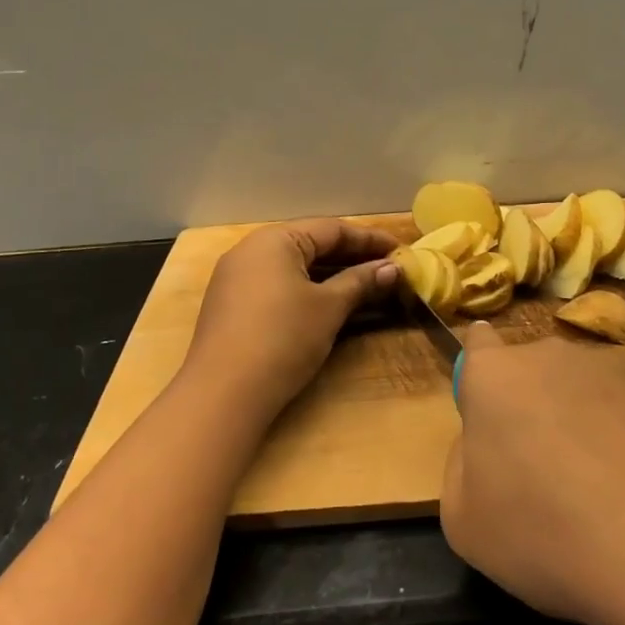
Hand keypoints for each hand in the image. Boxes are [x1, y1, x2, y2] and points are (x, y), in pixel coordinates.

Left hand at [182, 218, 400, 415]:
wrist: (223, 394)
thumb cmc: (283, 339)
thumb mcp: (329, 308)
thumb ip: (360, 282)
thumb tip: (392, 268)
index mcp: (274, 240)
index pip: (332, 229)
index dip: (369, 239)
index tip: (400, 250)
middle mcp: (251, 250)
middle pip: (311, 244)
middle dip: (351, 257)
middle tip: (388, 268)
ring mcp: (236, 278)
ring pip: (294, 266)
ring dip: (331, 274)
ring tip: (366, 286)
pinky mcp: (231, 305)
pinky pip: (277, 284)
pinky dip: (307, 289)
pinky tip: (329, 303)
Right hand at [441, 325, 624, 624]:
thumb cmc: (551, 536)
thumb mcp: (466, 523)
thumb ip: (461, 467)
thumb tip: (485, 446)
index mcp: (496, 375)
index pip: (476, 344)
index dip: (478, 379)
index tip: (488, 417)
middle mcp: (552, 356)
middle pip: (529, 372)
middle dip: (528, 408)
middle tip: (540, 472)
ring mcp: (614, 369)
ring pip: (579, 390)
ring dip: (577, 422)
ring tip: (598, 492)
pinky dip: (624, 438)